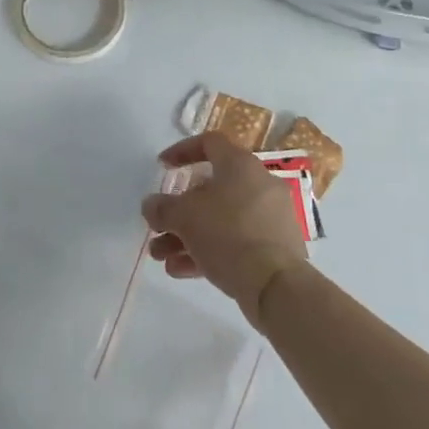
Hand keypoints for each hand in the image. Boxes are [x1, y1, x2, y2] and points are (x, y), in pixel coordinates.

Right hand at [142, 132, 308, 325]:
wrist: (276, 285)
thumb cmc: (228, 234)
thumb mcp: (184, 217)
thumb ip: (162, 208)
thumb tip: (152, 206)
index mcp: (240, 165)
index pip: (209, 143)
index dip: (182, 151)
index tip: (162, 167)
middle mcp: (258, 185)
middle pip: (210, 190)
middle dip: (178, 211)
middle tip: (157, 227)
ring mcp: (269, 218)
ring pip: (220, 220)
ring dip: (186, 236)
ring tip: (161, 257)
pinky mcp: (274, 249)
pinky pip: (235, 242)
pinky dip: (207, 251)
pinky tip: (179, 270)